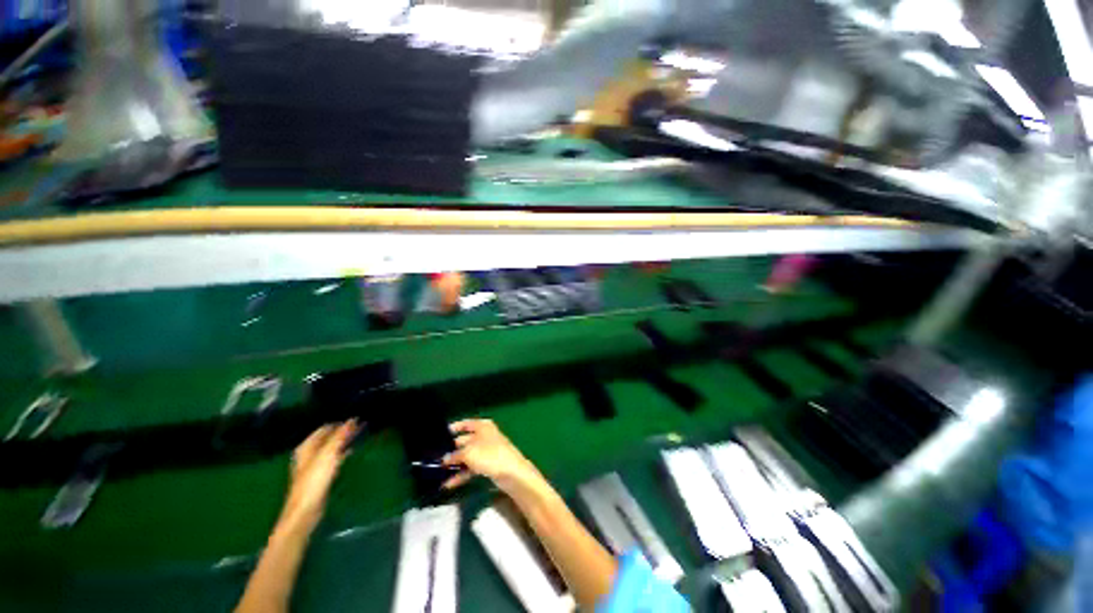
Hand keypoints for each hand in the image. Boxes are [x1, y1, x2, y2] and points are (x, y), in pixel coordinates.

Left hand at [280, 421, 357, 527]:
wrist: (305, 510)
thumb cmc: (314, 480)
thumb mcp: (328, 455)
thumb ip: (339, 436)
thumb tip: (352, 419)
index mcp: (306, 447)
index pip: (325, 428)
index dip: (340, 423)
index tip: (357, 420)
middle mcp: (308, 454)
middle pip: (327, 438)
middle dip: (342, 432)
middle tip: (359, 427)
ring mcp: (313, 465)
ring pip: (330, 447)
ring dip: (342, 441)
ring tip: (357, 436)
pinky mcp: (319, 476)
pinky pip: (332, 458)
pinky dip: (341, 452)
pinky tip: (349, 452)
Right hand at [442, 419, 542, 494]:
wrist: (511, 472)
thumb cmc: (489, 455)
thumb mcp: (469, 453)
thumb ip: (455, 455)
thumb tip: (444, 459)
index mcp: (482, 426)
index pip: (466, 424)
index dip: (454, 427)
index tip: (441, 435)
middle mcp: (484, 436)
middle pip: (465, 440)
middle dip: (451, 449)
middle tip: (435, 457)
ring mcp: (487, 451)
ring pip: (467, 456)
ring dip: (455, 464)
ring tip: (438, 472)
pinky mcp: (488, 465)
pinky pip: (471, 468)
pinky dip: (461, 474)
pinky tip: (448, 484)